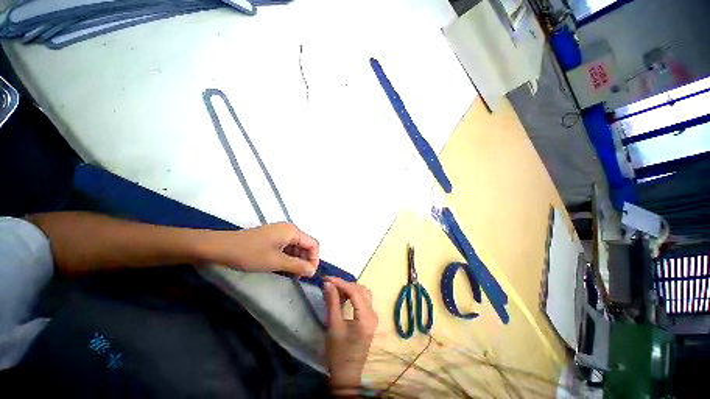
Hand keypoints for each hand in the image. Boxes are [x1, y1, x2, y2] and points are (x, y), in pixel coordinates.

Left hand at [199, 223, 318, 276]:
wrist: (221, 247)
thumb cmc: (250, 253)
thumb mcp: (276, 262)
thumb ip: (297, 266)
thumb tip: (313, 271)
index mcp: (292, 231)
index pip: (313, 244)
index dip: (314, 259)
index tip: (309, 274)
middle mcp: (289, 229)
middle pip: (305, 245)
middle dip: (304, 261)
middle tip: (299, 277)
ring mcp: (279, 233)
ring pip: (295, 247)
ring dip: (295, 261)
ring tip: (290, 275)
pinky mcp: (272, 238)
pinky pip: (286, 248)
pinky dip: (287, 258)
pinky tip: (282, 269)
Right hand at [323, 276, 377, 392]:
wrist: (347, 374)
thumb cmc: (338, 353)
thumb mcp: (333, 326)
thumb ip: (332, 302)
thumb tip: (328, 283)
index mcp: (366, 317)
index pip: (355, 291)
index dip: (341, 283)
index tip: (327, 278)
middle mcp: (373, 314)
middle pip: (360, 290)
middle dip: (345, 285)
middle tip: (330, 285)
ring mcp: (373, 316)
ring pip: (363, 293)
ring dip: (350, 289)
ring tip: (336, 290)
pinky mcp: (370, 318)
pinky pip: (363, 299)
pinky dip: (353, 295)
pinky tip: (343, 297)